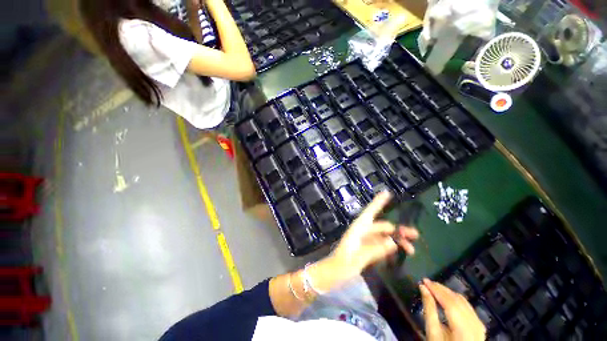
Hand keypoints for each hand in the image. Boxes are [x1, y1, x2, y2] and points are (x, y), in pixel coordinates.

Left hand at [331, 191, 418, 274]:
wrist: (332, 274)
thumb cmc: (342, 264)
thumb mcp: (358, 257)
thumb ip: (375, 249)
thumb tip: (393, 242)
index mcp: (358, 228)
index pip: (370, 212)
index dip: (378, 202)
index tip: (387, 193)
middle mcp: (362, 231)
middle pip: (382, 226)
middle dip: (398, 230)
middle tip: (415, 235)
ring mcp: (364, 240)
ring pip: (383, 236)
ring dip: (396, 241)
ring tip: (411, 250)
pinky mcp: (366, 248)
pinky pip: (380, 245)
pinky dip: (389, 248)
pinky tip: (399, 254)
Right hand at [420, 279, 485, 340]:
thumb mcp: (432, 332)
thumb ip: (429, 309)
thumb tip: (423, 288)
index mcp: (464, 330)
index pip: (450, 303)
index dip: (437, 289)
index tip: (424, 280)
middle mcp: (476, 326)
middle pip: (458, 301)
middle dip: (442, 290)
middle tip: (427, 282)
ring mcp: (480, 326)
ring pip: (464, 302)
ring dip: (448, 293)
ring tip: (435, 288)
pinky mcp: (480, 326)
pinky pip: (468, 308)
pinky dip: (456, 300)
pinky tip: (446, 298)